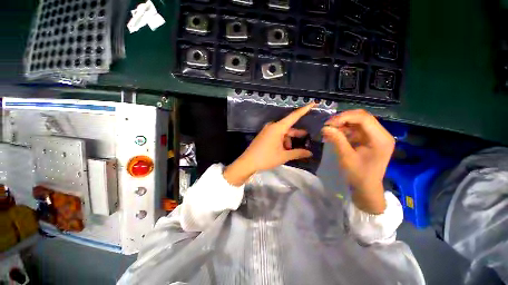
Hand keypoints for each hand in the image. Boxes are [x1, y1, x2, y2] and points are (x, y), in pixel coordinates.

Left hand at [224, 103, 315, 185]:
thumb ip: (298, 153)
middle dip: (297, 133)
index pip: (294, 116)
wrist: (247, 162)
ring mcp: (267, 130)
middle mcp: (272, 126)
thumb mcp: (283, 156)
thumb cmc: (266, 158)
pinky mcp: (264, 135)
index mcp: (278, 128)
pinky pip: (276, 135)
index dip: (304, 110)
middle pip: (288, 127)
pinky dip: (282, 141)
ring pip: (282, 132)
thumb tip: (310, 153)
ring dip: (288, 140)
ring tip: (291, 150)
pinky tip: (284, 150)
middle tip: (306, 139)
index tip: (313, 103)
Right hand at [322, 109, 394, 213]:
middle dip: (343, 118)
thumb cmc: (358, 174)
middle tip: (328, 124)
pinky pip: (357, 129)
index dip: (345, 117)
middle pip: (362, 117)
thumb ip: (337, 140)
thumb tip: (325, 127)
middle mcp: (382, 134)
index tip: (329, 123)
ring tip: (330, 129)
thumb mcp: (346, 157)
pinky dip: (345, 129)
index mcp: (380, 139)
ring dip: (343, 124)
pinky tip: (335, 134)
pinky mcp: (370, 139)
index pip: (364, 118)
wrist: (366, 187)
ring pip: (358, 121)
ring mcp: (376, 136)